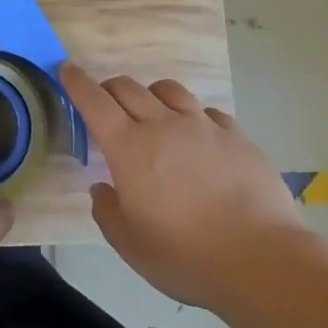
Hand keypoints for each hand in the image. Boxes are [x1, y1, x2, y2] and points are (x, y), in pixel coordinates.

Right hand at [66, 65, 304, 310]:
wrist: (260, 259)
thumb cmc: (186, 256)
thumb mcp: (130, 246)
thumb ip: (107, 212)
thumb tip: (103, 189)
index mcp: (129, 148)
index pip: (94, 102)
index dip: (77, 83)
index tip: (66, 69)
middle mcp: (163, 125)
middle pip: (128, 88)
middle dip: (110, 88)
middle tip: (105, 100)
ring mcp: (202, 126)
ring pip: (168, 90)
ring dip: (151, 94)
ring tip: (152, 109)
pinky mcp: (236, 135)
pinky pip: (207, 111)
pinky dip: (193, 116)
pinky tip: (198, 134)